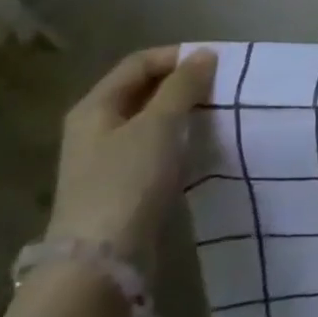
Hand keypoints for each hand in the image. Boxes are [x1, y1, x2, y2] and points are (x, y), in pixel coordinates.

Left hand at [47, 47, 216, 262]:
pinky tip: (202, 148)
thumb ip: (183, 86)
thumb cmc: (128, 181)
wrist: (102, 261)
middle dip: (183, 85)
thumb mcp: (159, 125)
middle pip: (144, 91)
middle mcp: (95, 128)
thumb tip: (204, 55)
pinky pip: (155, 150)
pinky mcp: (123, 188)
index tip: (217, 63)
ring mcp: (107, 161)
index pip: (139, 63)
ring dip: (184, 114)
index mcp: (95, 107)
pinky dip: (180, 142)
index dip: (177, 56)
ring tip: (219, 115)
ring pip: (152, 122)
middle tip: (222, 88)